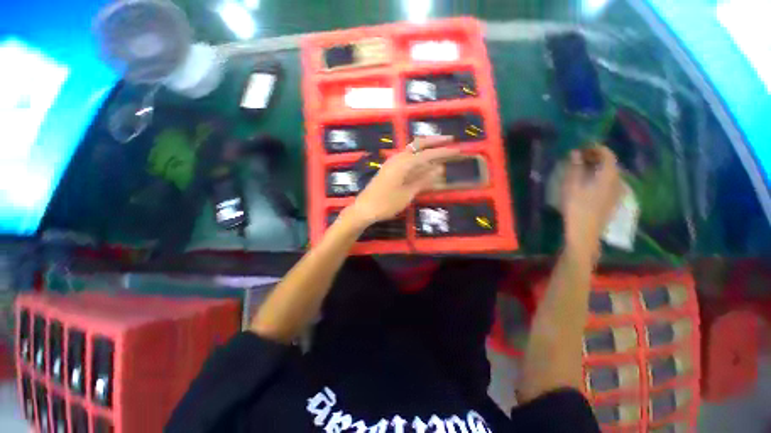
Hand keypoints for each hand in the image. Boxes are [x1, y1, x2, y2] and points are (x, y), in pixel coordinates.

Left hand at [348, 136, 459, 225]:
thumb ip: (423, 180)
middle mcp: (398, 158)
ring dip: (426, 148)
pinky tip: (423, 162)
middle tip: (449, 140)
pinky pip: (406, 158)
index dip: (443, 152)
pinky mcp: (389, 169)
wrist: (364, 208)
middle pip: (418, 144)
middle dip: (434, 141)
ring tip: (439, 150)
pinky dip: (417, 157)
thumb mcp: (407, 193)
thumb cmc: (386, 203)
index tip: (458, 149)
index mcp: (404, 163)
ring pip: (412, 150)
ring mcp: (392, 162)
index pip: (428, 154)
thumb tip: (439, 169)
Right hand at [561, 146, 621, 256]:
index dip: (596, 148)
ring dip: (598, 167)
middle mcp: (617, 181)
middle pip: (610, 163)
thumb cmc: (576, 207)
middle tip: (580, 157)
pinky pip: (609, 182)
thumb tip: (575, 152)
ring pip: (610, 173)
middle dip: (596, 157)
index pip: (608, 154)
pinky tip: (589, 182)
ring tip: (583, 169)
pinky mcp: (613, 201)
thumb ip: (574, 167)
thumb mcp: (571, 185)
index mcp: (609, 175)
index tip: (582, 147)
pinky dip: (600, 177)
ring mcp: (617, 192)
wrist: (585, 232)